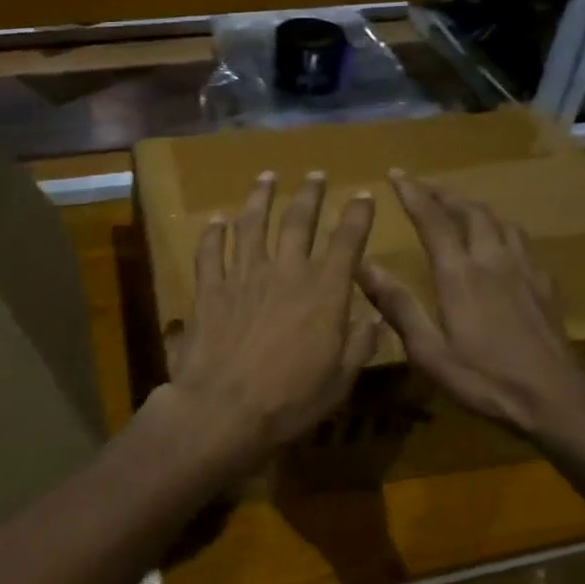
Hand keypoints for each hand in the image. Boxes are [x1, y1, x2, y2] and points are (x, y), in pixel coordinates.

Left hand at [161, 171, 378, 479]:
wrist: (224, 409)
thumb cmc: (289, 400)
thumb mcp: (340, 380)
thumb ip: (360, 345)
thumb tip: (374, 319)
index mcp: (323, 291)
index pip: (347, 241)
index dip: (357, 215)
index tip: (363, 195)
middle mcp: (285, 271)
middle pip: (298, 220)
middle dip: (310, 194)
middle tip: (315, 174)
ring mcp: (243, 275)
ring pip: (252, 224)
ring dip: (261, 197)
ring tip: (267, 177)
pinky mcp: (210, 287)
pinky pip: (210, 251)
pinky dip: (213, 233)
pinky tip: (216, 221)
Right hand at [356, 170, 584, 456]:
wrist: (557, 400)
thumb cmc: (485, 379)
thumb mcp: (429, 352)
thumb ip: (397, 306)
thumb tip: (362, 266)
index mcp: (459, 274)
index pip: (432, 219)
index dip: (413, 193)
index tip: (396, 174)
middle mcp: (492, 260)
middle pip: (470, 210)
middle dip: (444, 193)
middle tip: (424, 185)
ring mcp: (524, 270)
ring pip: (500, 220)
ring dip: (474, 207)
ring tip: (459, 206)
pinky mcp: (544, 285)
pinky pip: (521, 241)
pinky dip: (501, 229)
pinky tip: (500, 244)